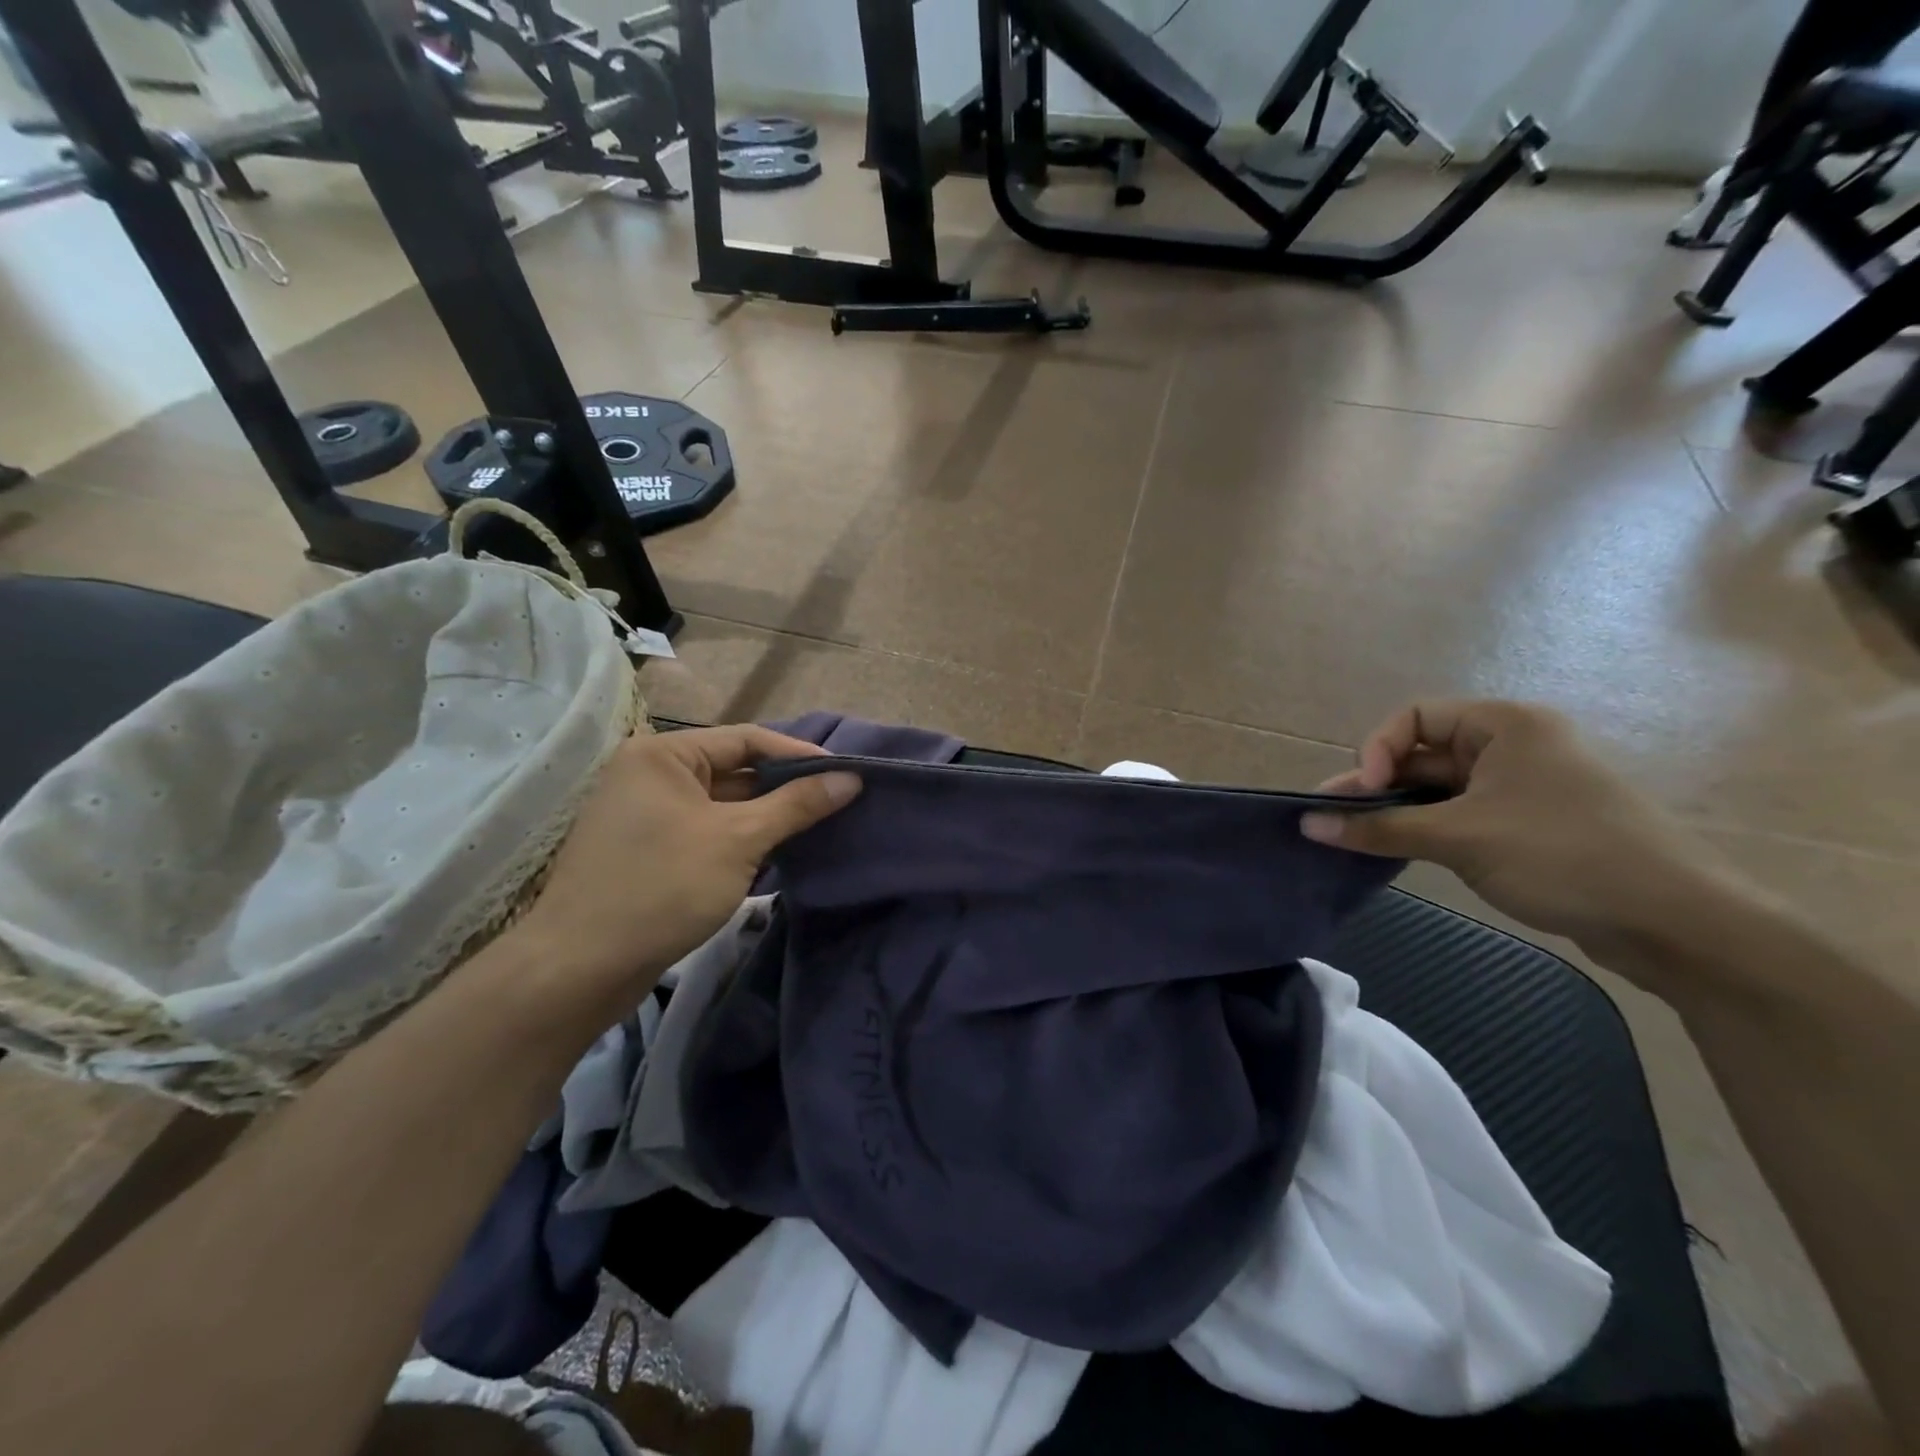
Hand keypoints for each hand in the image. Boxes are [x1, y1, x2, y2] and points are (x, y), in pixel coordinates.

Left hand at [511, 726, 859, 1000]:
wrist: (579, 969)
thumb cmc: (662, 888)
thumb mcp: (739, 839)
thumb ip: (797, 805)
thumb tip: (850, 779)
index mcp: (664, 754)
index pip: (747, 739)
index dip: (799, 755)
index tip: (846, 775)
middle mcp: (651, 773)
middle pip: (735, 769)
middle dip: (785, 788)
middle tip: (837, 802)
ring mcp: (647, 813)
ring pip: (723, 804)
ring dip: (767, 816)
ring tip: (818, 827)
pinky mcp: (649, 849)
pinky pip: (707, 830)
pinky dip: (742, 838)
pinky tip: (779, 854)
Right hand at [1299, 701, 1736, 964]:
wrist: (1675, 922)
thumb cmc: (1562, 856)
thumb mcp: (1459, 838)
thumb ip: (1379, 827)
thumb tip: (1308, 825)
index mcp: (1504, 725)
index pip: (1414, 717)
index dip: (1377, 749)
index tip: (1365, 791)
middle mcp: (1513, 745)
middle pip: (1423, 753)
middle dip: (1377, 785)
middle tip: (1333, 819)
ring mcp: (1523, 786)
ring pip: (1439, 788)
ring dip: (1397, 809)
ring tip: (1354, 837)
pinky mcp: (1529, 825)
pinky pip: (1461, 814)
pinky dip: (1426, 828)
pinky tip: (1398, 850)